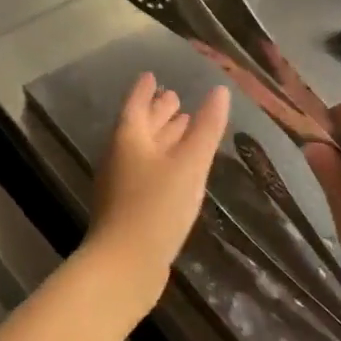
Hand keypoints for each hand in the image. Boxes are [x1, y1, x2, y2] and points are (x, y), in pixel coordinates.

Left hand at [86, 74, 229, 317]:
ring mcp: (122, 184)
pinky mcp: (128, 207)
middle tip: (174, 96)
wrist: (125, 266)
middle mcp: (121, 156)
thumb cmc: (156, 207)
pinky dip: (162, 161)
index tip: (153, 75)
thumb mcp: (189, 165)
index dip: (145, 90)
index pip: (136, 104)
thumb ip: (206, 129)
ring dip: (161, 136)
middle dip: (157, 111)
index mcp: (129, 138)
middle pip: (139, 126)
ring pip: (144, 150)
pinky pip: (146, 172)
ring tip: (182, 126)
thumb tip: (219, 91)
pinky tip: (177, 170)